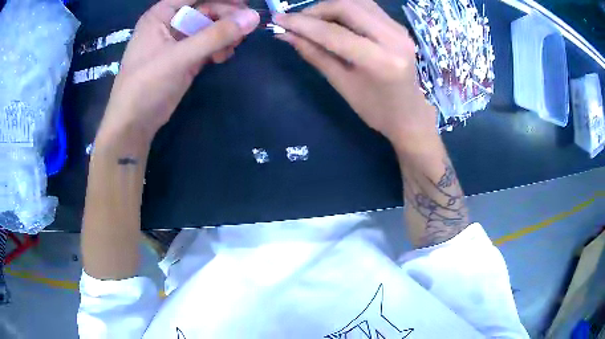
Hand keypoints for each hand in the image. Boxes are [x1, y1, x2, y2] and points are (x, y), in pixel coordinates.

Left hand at [98, 0, 259, 143]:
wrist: (134, 124)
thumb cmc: (146, 85)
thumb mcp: (179, 57)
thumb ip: (215, 36)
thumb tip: (253, 17)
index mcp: (161, 14)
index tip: (246, 2)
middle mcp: (170, 23)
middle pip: (206, 8)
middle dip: (226, 17)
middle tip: (245, 28)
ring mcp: (178, 41)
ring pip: (209, 26)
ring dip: (224, 34)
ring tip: (233, 46)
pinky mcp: (185, 57)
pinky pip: (208, 44)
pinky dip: (218, 48)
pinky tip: (222, 57)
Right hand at [274, 0, 436, 150]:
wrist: (410, 115)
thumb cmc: (375, 109)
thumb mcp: (341, 84)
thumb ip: (314, 54)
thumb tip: (286, 35)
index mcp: (379, 61)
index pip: (334, 32)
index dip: (302, 23)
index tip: (278, 19)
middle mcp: (393, 38)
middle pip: (347, 6)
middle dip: (316, 9)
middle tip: (297, 21)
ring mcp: (399, 30)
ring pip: (358, 2)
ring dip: (331, 6)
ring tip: (314, 20)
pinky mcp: (399, 27)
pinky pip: (368, 7)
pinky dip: (346, 9)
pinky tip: (335, 20)